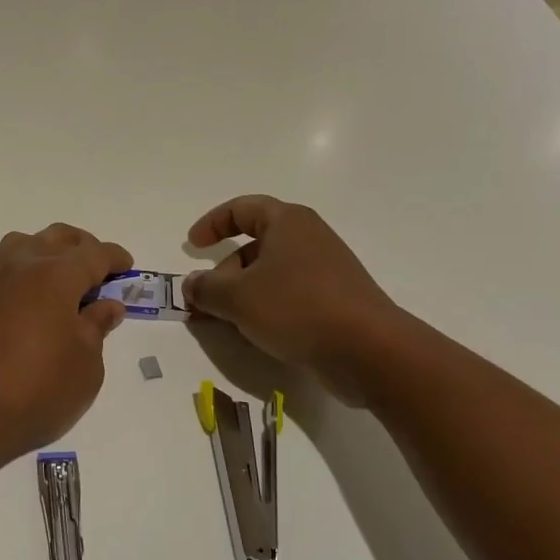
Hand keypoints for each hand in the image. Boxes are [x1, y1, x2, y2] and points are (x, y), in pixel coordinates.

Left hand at [0, 224, 131, 466]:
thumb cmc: (39, 388)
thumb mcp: (86, 363)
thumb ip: (97, 327)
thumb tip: (106, 305)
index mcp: (55, 275)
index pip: (92, 254)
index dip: (114, 258)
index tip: (127, 267)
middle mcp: (21, 268)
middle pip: (56, 238)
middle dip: (82, 247)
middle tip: (99, 270)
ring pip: (24, 245)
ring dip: (48, 251)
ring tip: (64, 279)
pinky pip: (6, 270)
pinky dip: (26, 273)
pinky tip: (36, 301)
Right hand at [183, 195, 404, 389]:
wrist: (368, 350)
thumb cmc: (296, 308)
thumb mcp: (237, 297)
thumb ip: (205, 288)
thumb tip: (190, 284)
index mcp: (288, 222)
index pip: (242, 209)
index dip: (212, 224)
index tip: (192, 248)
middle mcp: (309, 238)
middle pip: (255, 245)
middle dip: (224, 272)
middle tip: (206, 300)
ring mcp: (326, 270)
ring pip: (271, 274)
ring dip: (242, 294)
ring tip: (227, 323)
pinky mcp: (335, 300)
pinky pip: (289, 295)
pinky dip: (266, 308)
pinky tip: (257, 335)